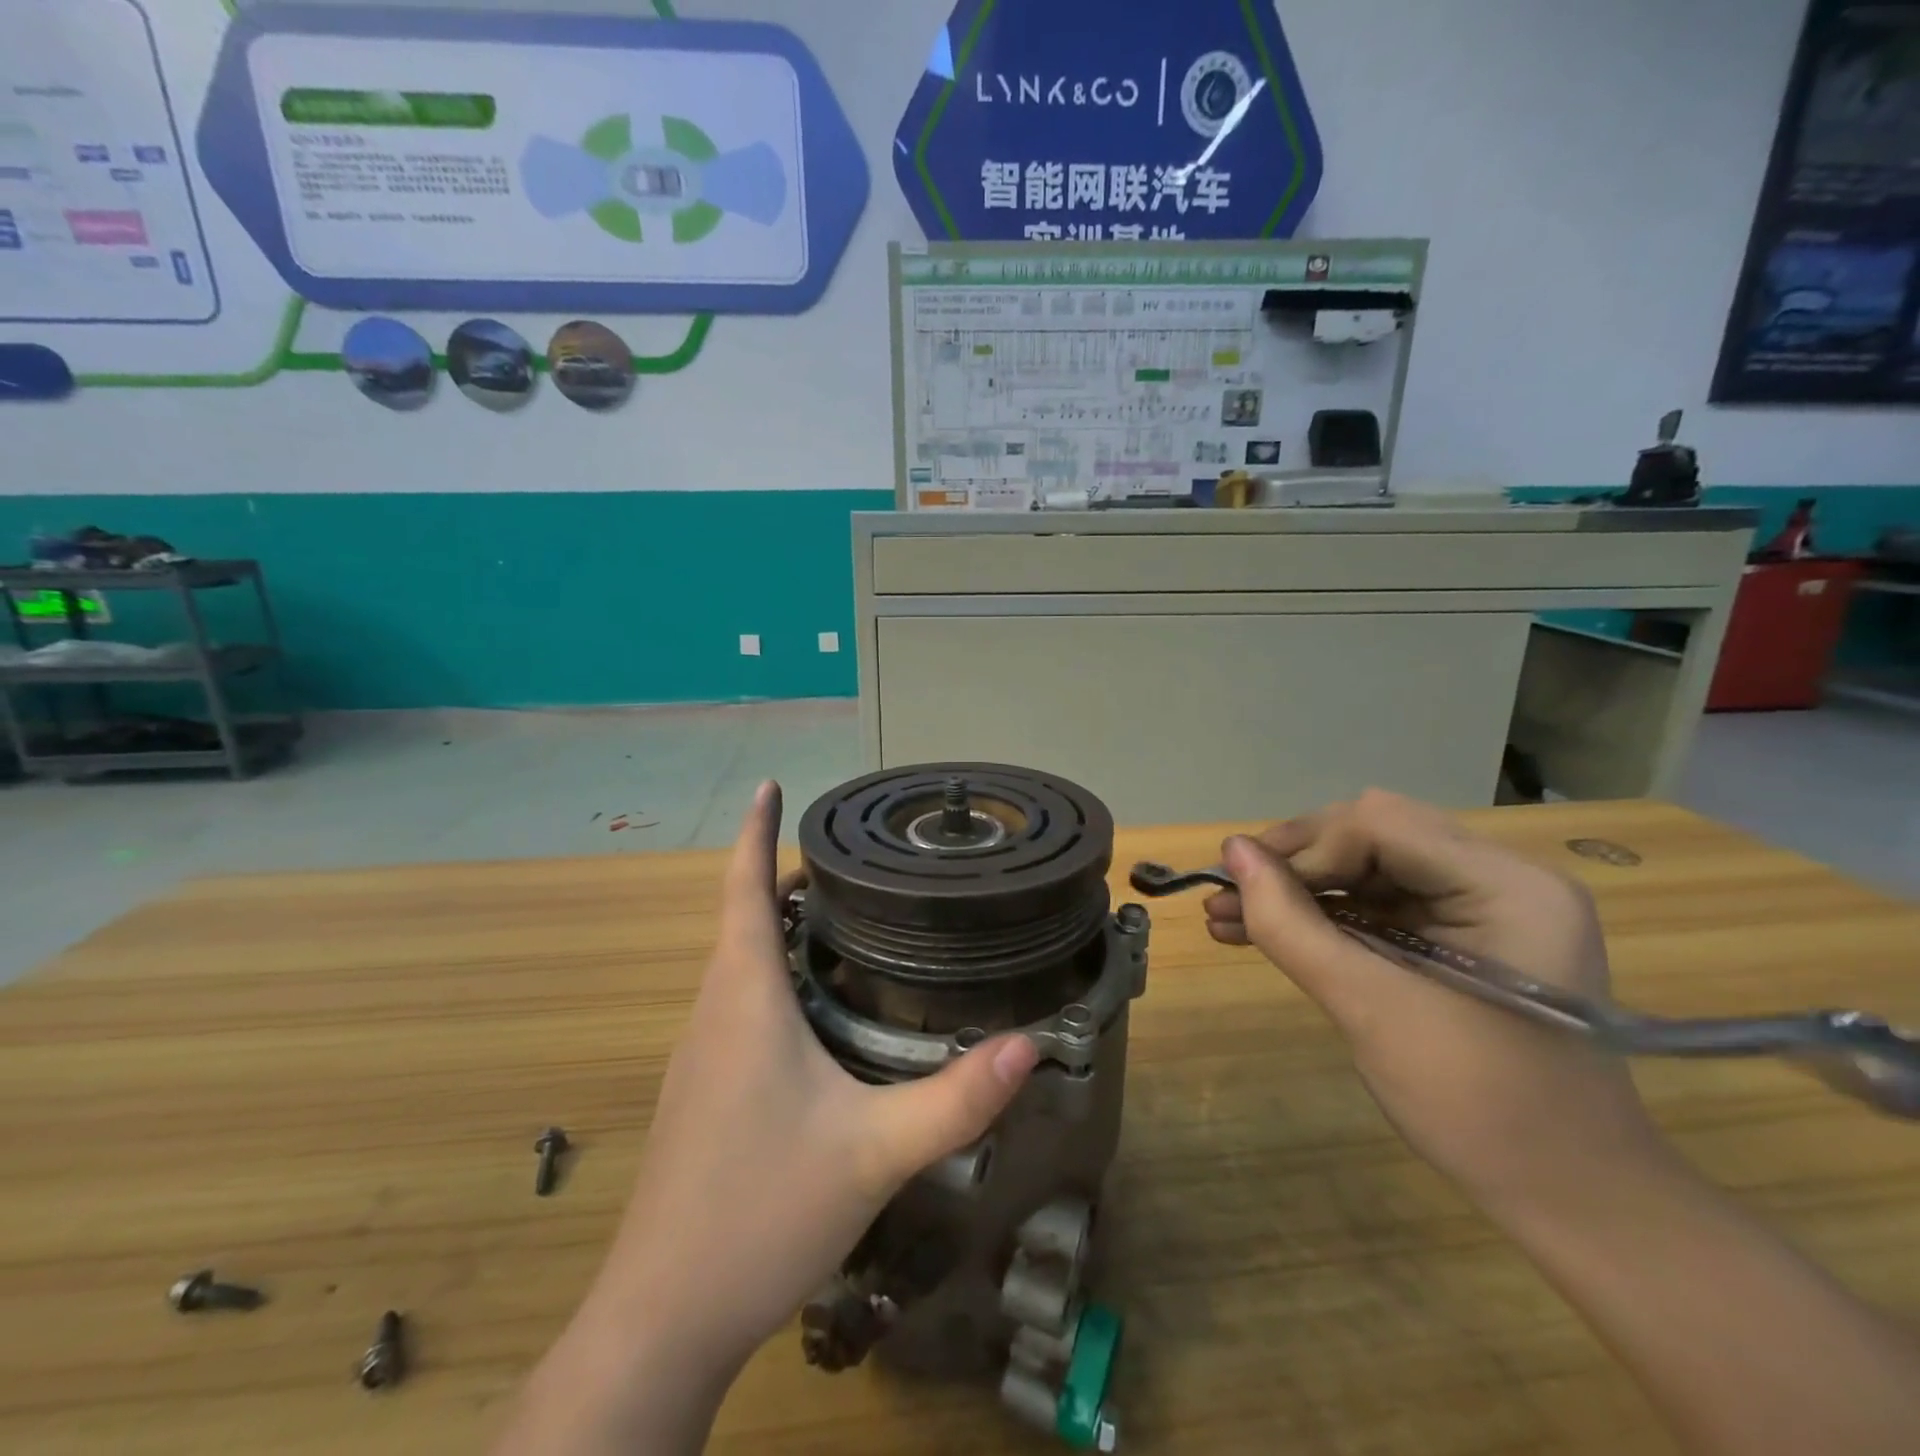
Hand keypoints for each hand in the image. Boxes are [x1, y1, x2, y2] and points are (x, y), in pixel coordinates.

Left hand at [605, 781, 1037, 1369]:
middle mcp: (714, 1012)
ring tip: (839, 914)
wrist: (665, 1318)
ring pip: (737, 962)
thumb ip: (956, 1099)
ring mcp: (701, 1053)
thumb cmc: (761, 1212)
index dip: (753, 831)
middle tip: (847, 858)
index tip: (767, 785)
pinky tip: (813, 1005)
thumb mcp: (874, 1151)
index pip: (740, 889)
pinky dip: (770, 973)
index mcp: (743, 998)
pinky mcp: (702, 1090)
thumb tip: (1028, 1046)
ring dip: (775, 925)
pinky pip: (736, 1003)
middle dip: (781, 876)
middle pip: (741, 918)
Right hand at [1206, 790, 1662, 1212]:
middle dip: (1294, 863)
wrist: (1568, 1199)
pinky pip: (1378, 903)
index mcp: (1507, 886)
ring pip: (1366, 866)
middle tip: (1230, 895)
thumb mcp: (1370, 1008)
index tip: (1242, 888)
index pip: (1380, 825)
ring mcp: (1483, 906)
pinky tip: (1262, 929)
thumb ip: (1292, 924)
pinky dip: (1322, 915)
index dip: (1303, 849)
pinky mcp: (1460, 935)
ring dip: (1298, 889)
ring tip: (1226, 915)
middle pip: (1372, 834)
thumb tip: (1230, 852)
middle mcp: (1500, 877)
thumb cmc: (1480, 1106)